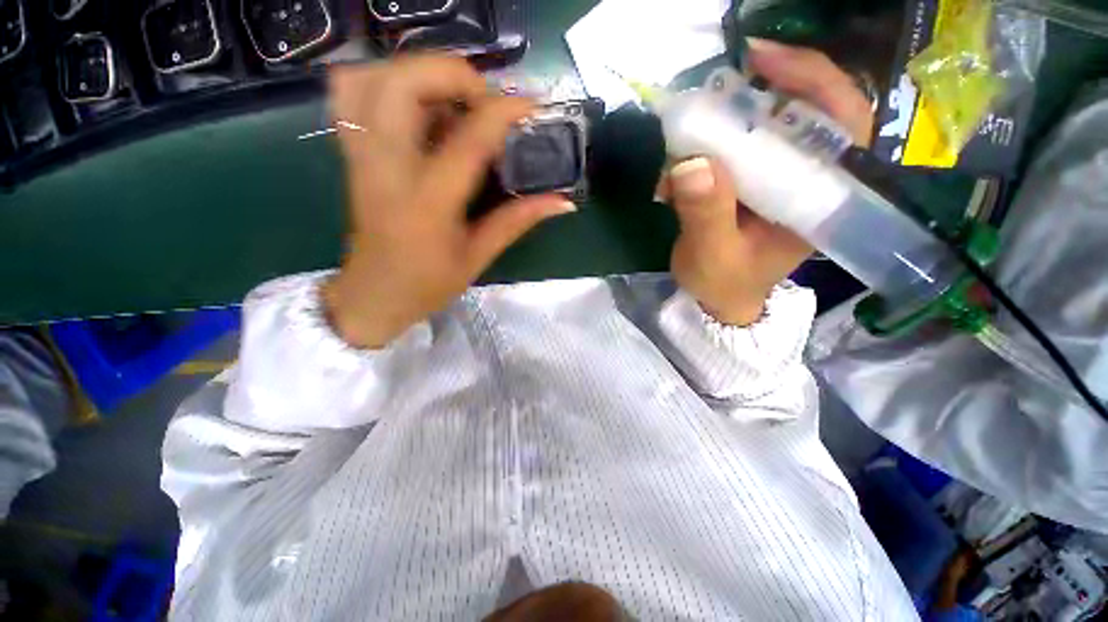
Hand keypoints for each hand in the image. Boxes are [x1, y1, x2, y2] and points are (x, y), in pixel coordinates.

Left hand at [323, 56, 575, 348]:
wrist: (373, 295)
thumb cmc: (428, 284)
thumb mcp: (478, 256)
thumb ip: (518, 220)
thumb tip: (562, 201)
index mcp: (428, 203)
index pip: (468, 140)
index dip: (504, 112)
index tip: (532, 106)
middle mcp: (388, 169)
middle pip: (403, 85)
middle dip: (453, 74)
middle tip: (484, 99)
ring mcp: (362, 157)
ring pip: (371, 78)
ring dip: (417, 72)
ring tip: (451, 98)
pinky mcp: (351, 155)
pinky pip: (350, 94)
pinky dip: (384, 81)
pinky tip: (414, 104)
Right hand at [658, 39, 874, 325]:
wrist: (718, 299)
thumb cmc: (724, 284)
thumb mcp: (713, 256)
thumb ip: (706, 214)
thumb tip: (691, 162)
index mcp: (817, 197)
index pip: (844, 122)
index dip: (815, 80)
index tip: (765, 61)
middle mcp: (804, 178)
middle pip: (799, 111)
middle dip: (756, 93)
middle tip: (714, 89)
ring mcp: (774, 178)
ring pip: (758, 128)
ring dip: (715, 129)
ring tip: (680, 145)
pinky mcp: (748, 182)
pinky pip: (727, 150)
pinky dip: (697, 153)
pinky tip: (672, 175)